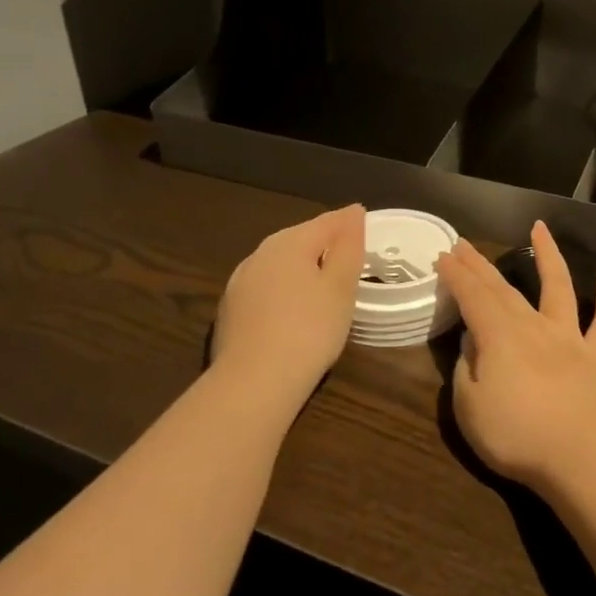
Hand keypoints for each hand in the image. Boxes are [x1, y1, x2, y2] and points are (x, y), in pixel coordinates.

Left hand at [211, 205, 364, 405]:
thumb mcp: (341, 287)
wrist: (255, 381)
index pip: (326, 222)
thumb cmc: (310, 329)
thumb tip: (353, 213)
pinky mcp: (231, 310)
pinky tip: (293, 308)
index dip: (348, 221)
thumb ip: (349, 247)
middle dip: (323, 242)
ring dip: (301, 266)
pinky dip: (284, 288)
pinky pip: (266, 287)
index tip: (364, 221)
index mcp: (289, 243)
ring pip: (279, 263)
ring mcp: (240, 283)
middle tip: (348, 252)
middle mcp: (260, 254)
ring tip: (323, 281)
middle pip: (299, 239)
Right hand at [435, 221, 595, 488]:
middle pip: (504, 288)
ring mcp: (570, 337)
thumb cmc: (516, 436)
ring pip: (559, 286)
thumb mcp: (469, 408)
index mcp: (498, 337)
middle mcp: (533, 326)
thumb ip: (465, 370)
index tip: (443, 256)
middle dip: (481, 265)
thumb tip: (471, 343)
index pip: (472, 297)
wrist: (581, 456)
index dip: (456, 275)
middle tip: (464, 244)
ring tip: (540, 228)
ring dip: (548, 255)